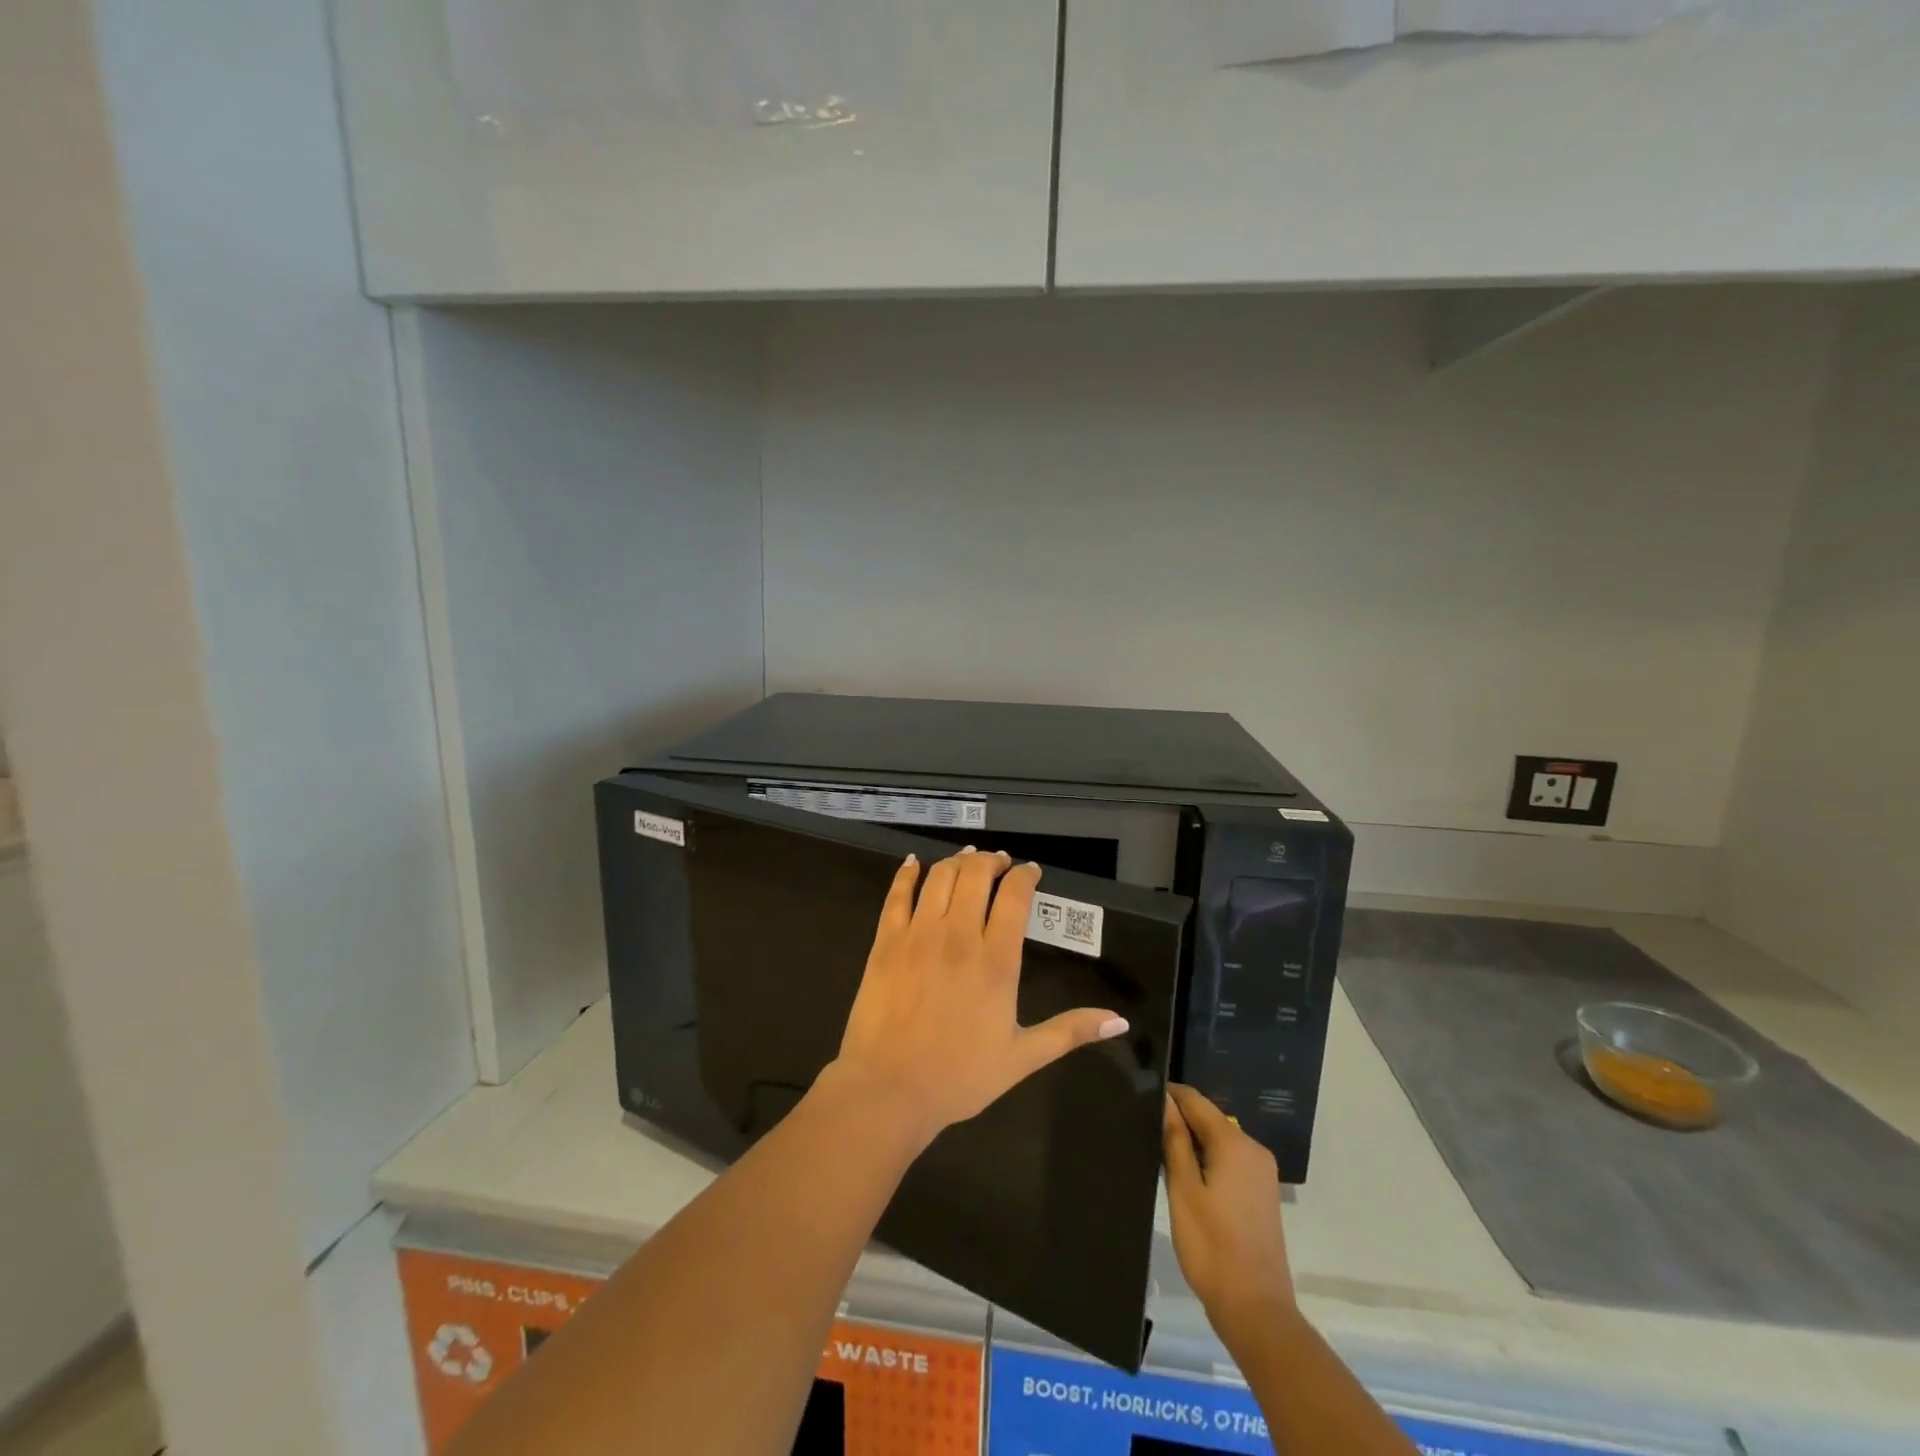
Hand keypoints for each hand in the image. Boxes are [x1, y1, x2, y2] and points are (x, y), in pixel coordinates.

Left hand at [826, 848, 1128, 1146]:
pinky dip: (907, 873)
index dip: (1024, 875)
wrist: (889, 1089)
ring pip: (940, 877)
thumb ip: (1070, 1031)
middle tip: (999, 863)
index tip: (1031, 872)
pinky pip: (897, 894)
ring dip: (957, 861)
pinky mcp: (886, 941)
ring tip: (967, 859)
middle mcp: (958, 936)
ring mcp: (918, 934)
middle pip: (976, 875)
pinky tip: (913, 863)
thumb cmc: (959, 1076)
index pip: (1015, 896)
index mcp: (996, 960)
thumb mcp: (1022, 1058)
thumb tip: (1121, 1020)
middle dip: (991, 861)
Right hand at [1163, 1084, 1294, 1337]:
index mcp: (1234, 1143)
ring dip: (1193, 1142)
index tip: (1140, 1098)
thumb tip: (1165, 1101)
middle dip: (1180, 1120)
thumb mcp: (1183, 1190)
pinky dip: (1208, 1160)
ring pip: (1219, 1140)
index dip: (1168, 1095)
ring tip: (1160, 1153)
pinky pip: (1230, 1160)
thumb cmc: (1211, 1247)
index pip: (1196, 1100)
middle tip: (1146, 1131)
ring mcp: (1262, 1172)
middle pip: (1209, 1118)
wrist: (1256, 1310)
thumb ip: (1175, 1140)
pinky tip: (1187, 1178)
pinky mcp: (1262, 1193)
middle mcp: (1253, 1149)